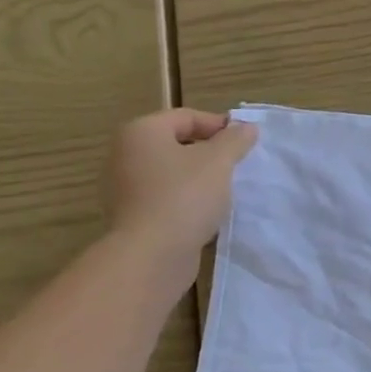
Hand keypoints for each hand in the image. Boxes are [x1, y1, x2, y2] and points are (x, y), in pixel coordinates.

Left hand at [104, 109, 258, 268]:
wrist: (151, 255)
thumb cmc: (184, 196)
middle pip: (176, 143)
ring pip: (171, 172)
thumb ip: (235, 140)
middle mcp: (125, 154)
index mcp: (141, 132)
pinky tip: (206, 213)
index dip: (219, 125)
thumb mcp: (219, 161)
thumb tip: (246, 127)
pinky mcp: (131, 216)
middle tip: (238, 165)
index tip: (246, 142)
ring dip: (199, 178)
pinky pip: (165, 198)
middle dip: (209, 152)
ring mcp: (124, 187)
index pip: (186, 117)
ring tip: (226, 190)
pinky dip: (186, 200)